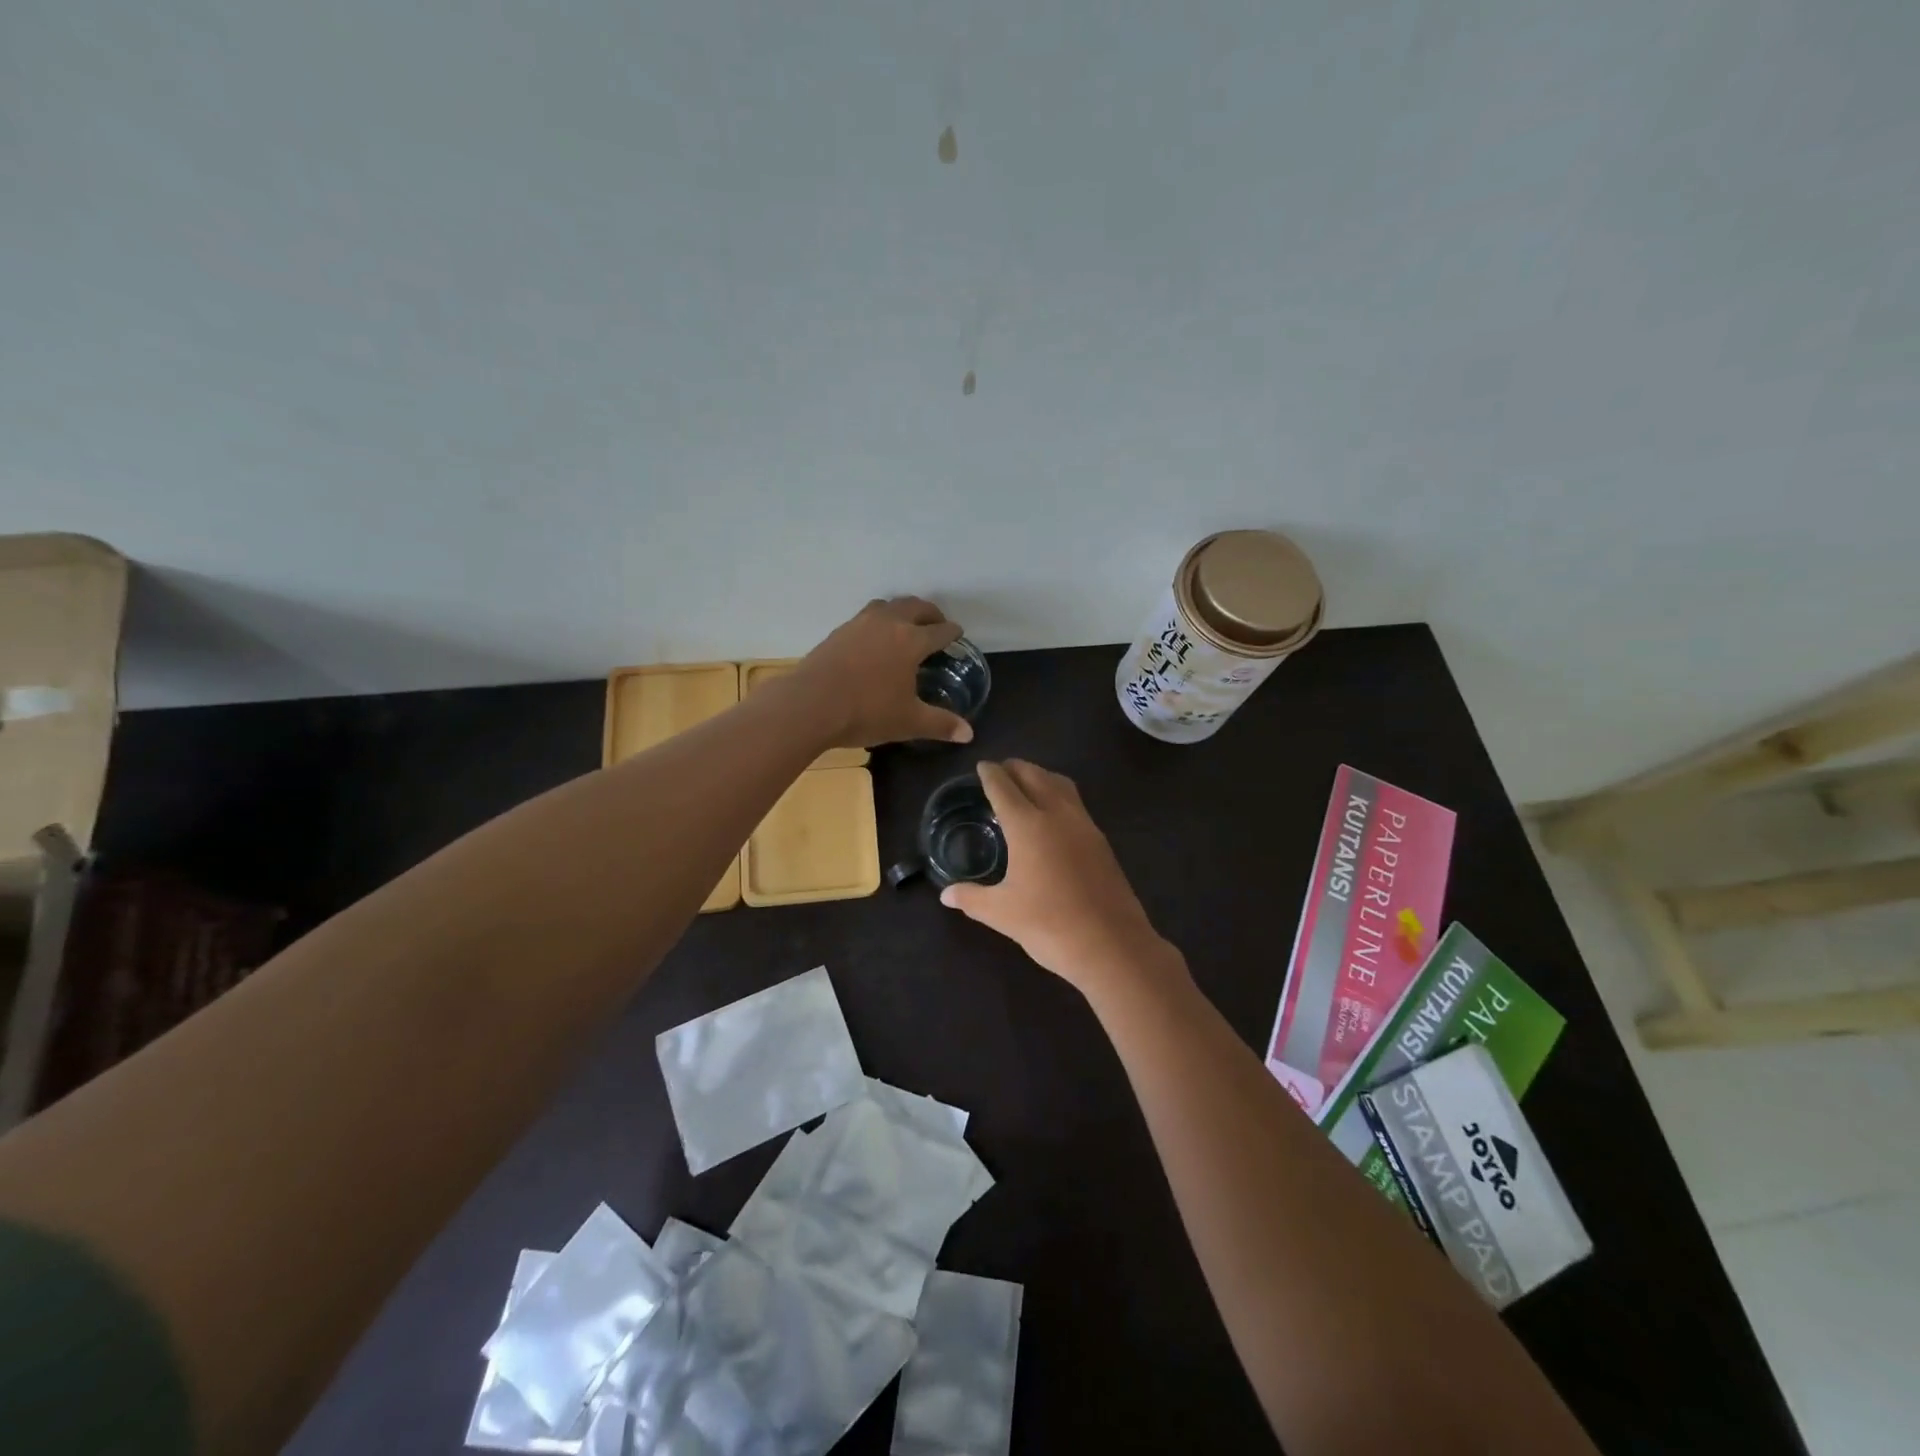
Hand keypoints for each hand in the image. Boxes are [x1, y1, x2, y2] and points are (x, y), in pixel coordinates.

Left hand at [790, 597, 973, 747]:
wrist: (810, 705)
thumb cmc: (866, 712)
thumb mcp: (908, 722)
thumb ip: (941, 724)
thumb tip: (968, 734)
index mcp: (911, 641)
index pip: (939, 630)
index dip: (952, 632)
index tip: (957, 634)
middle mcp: (888, 623)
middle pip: (915, 607)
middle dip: (930, 613)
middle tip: (936, 623)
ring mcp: (860, 624)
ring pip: (887, 605)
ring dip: (902, 610)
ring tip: (905, 624)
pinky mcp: (838, 632)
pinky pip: (865, 616)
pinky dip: (878, 620)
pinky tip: (873, 638)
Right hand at [940, 760, 1180, 994]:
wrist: (1111, 945)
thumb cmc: (1049, 925)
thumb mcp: (1001, 913)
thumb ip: (972, 898)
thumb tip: (946, 895)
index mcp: (1028, 825)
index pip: (1004, 788)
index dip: (990, 774)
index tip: (982, 766)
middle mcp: (1057, 815)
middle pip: (1035, 776)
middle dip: (1016, 767)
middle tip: (1002, 770)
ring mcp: (1084, 825)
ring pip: (1061, 785)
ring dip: (1041, 776)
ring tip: (1027, 784)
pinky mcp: (1101, 841)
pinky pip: (1076, 803)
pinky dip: (1059, 795)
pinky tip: (1053, 816)